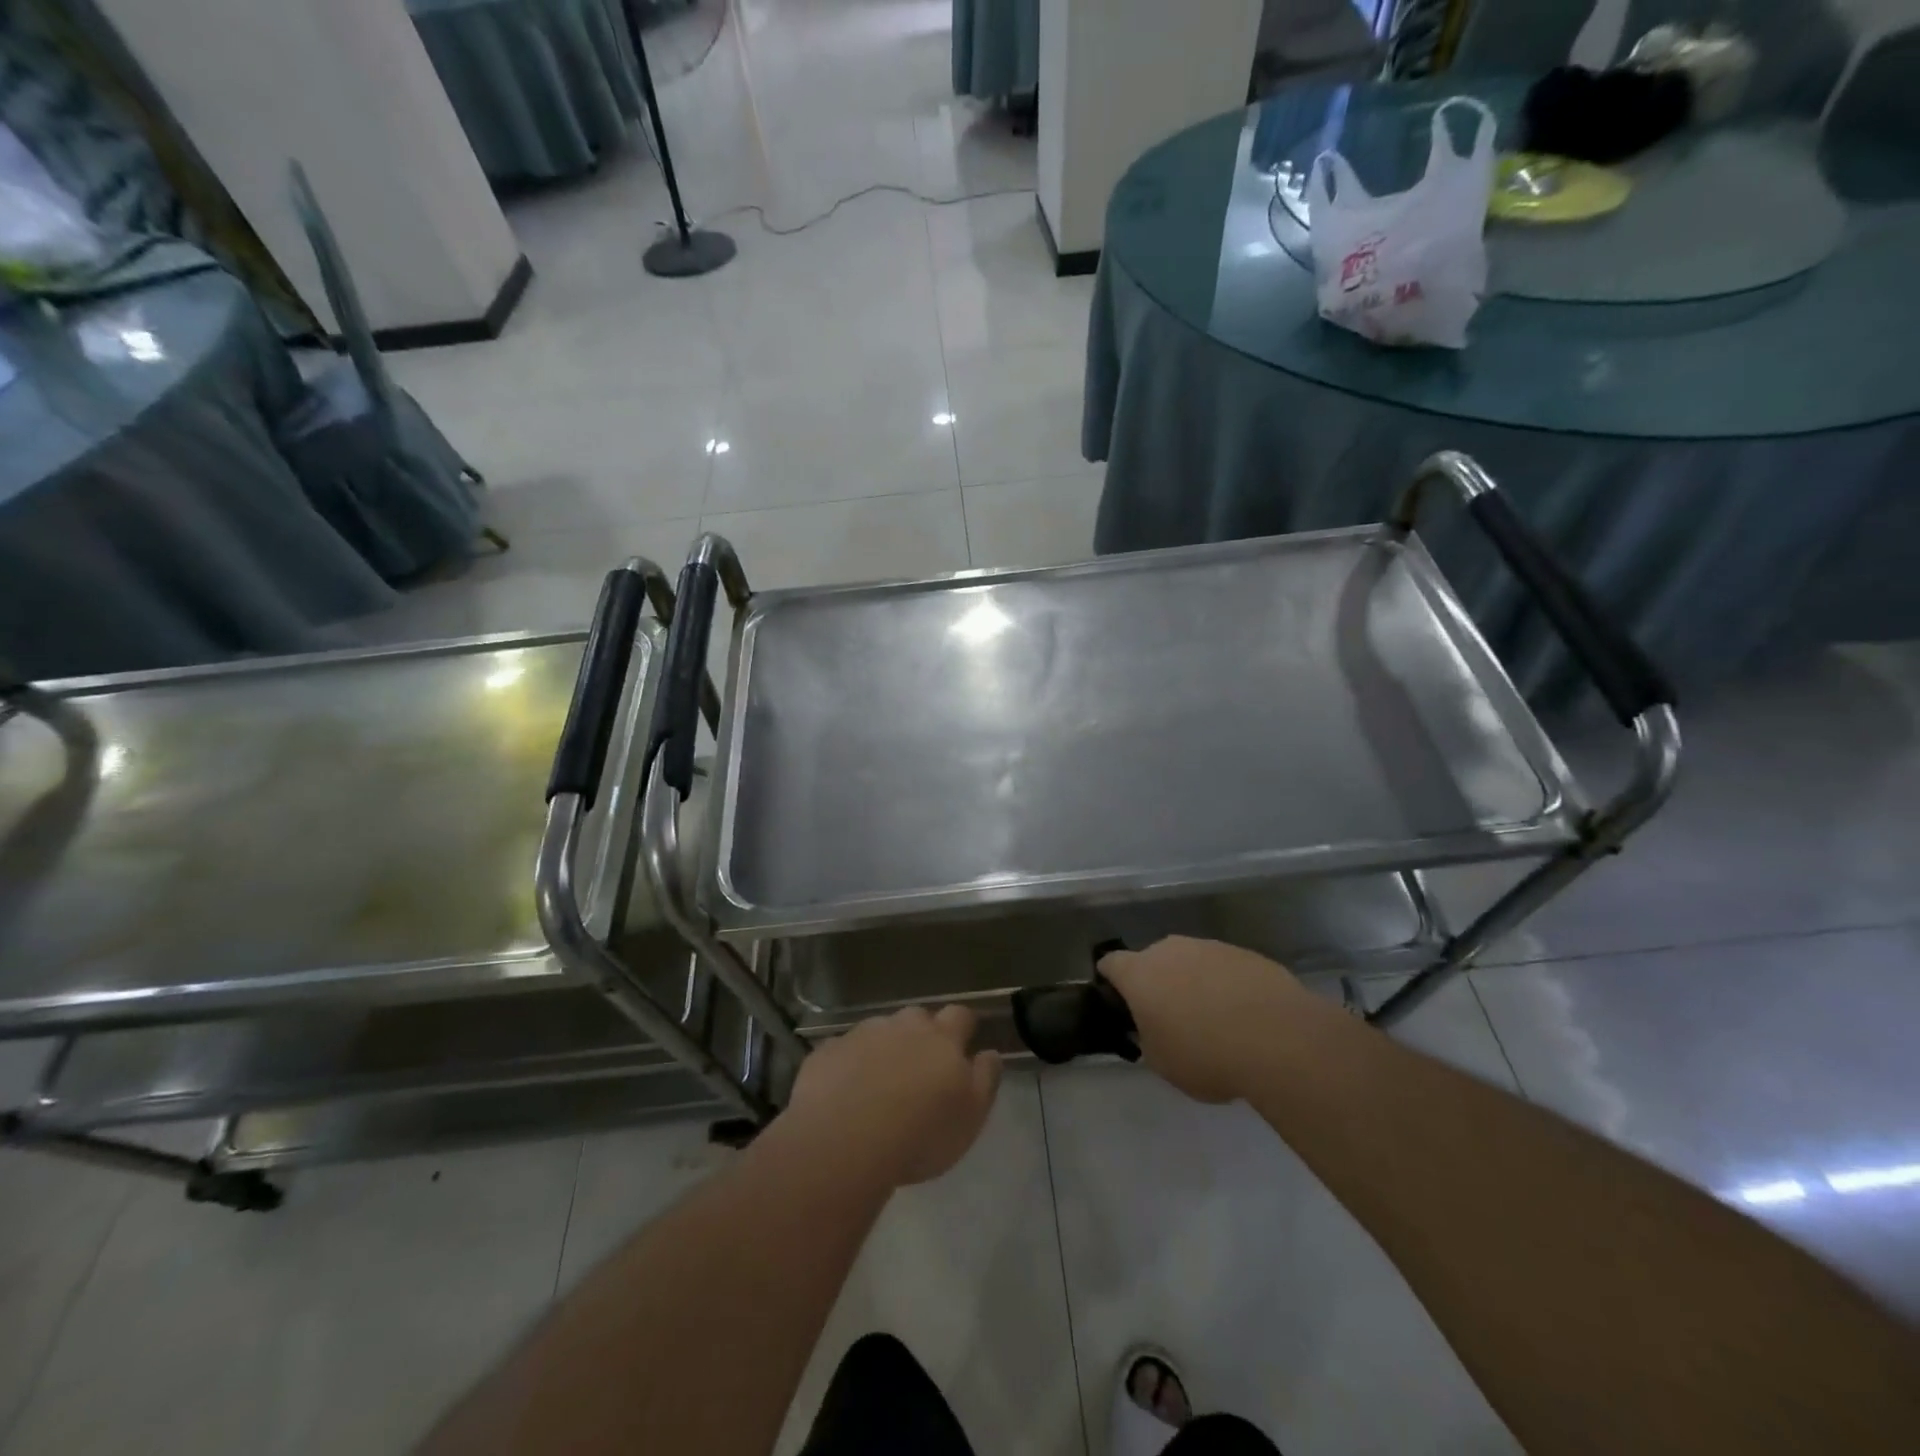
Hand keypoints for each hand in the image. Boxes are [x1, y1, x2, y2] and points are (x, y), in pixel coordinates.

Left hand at [782, 1005, 1001, 1188]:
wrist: (844, 1140)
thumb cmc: (920, 1133)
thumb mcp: (971, 1116)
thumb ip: (985, 1079)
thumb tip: (990, 1052)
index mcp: (942, 1038)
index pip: (960, 1015)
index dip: (963, 1026)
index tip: (964, 1041)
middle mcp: (903, 1026)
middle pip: (917, 1018)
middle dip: (921, 1034)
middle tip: (920, 1066)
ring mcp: (862, 1034)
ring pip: (879, 1030)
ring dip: (884, 1047)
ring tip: (880, 1081)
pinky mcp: (828, 1051)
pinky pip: (843, 1050)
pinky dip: (849, 1063)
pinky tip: (845, 1090)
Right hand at [1099, 937, 1310, 1103]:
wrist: (1279, 1039)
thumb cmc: (1206, 1055)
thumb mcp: (1162, 1063)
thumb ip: (1148, 1039)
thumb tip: (1153, 1029)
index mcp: (1139, 973)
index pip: (1110, 964)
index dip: (1111, 982)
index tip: (1120, 1003)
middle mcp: (1170, 950)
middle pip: (1153, 960)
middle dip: (1157, 984)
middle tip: (1171, 1019)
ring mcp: (1210, 947)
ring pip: (1191, 962)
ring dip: (1194, 983)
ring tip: (1214, 1021)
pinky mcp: (1246, 953)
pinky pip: (1225, 969)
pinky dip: (1227, 987)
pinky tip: (1245, 1017)